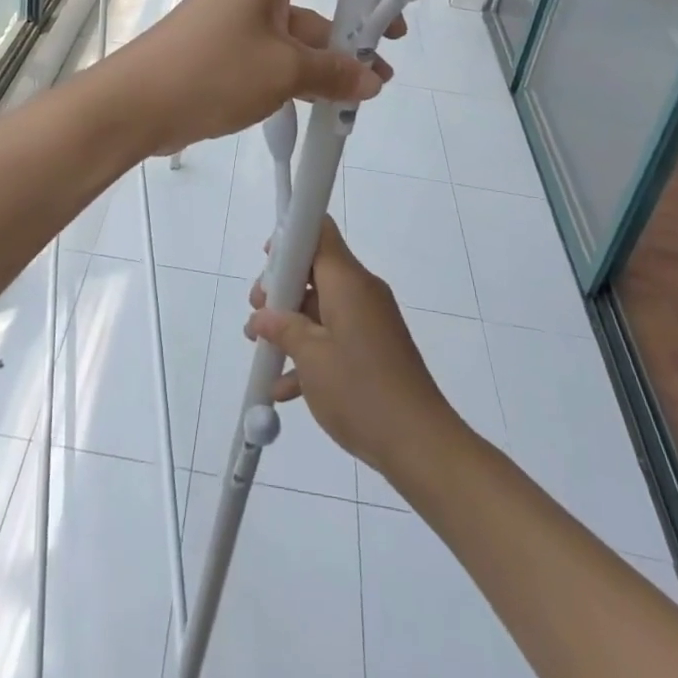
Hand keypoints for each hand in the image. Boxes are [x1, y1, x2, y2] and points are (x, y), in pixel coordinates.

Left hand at [111, 0, 403, 155]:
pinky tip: (335, 95)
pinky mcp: (235, 43)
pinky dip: (311, 63)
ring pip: (306, 15)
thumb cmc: (210, 70)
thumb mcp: (282, 72)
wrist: (136, 106)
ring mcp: (245, 12)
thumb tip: (369, 80)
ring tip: (375, 78)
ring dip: (339, 42)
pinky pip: (285, 43)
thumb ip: (334, 73)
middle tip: (394, 30)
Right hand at [245, 218, 455, 475]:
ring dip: (291, 322)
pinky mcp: (374, 347)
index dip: (290, 237)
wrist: (420, 445)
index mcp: (348, 281)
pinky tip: (284, 385)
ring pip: (321, 305)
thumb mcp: (311, 358)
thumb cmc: (360, 391)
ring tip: (261, 349)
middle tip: (257, 312)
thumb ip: (282, 328)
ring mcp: (369, 320)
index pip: (320, 232)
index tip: (267, 261)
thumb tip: (261, 316)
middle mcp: (361, 291)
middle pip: (316, 269)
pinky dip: (310, 348)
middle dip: (281, 288)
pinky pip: (335, 333)